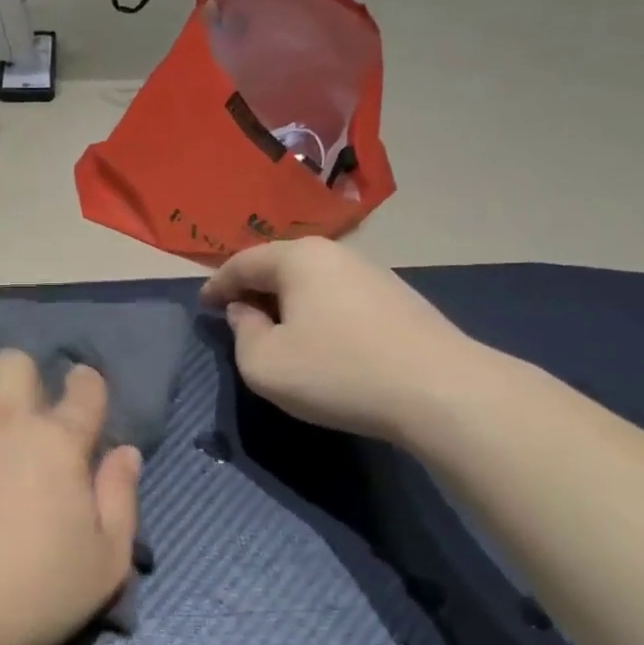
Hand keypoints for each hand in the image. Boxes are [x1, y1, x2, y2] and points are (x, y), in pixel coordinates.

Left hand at [0, 351, 141, 644]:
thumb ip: (122, 498)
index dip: (88, 385)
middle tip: (26, 423)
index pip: (84, 388)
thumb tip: (125, 453)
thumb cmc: (33, 593)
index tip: (84, 396)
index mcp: (57, 441)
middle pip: (14, 362)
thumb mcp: (105, 562)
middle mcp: (4, 421)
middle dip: (25, 380)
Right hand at [202, 237, 481, 441]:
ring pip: (313, 280)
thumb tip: (246, 311)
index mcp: (298, 258)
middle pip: (280, 265)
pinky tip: (320, 338)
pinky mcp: (398, 299)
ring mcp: (373, 273)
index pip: (242, 262)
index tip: (202, 305)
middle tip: (234, 314)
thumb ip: (242, 332)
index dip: (216, 285)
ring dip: (287, 300)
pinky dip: (317, 311)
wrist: (440, 391)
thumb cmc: (337, 372)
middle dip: (253, 288)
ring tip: (275, 328)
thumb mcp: (264, 363)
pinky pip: (339, 296)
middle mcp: (336, 253)